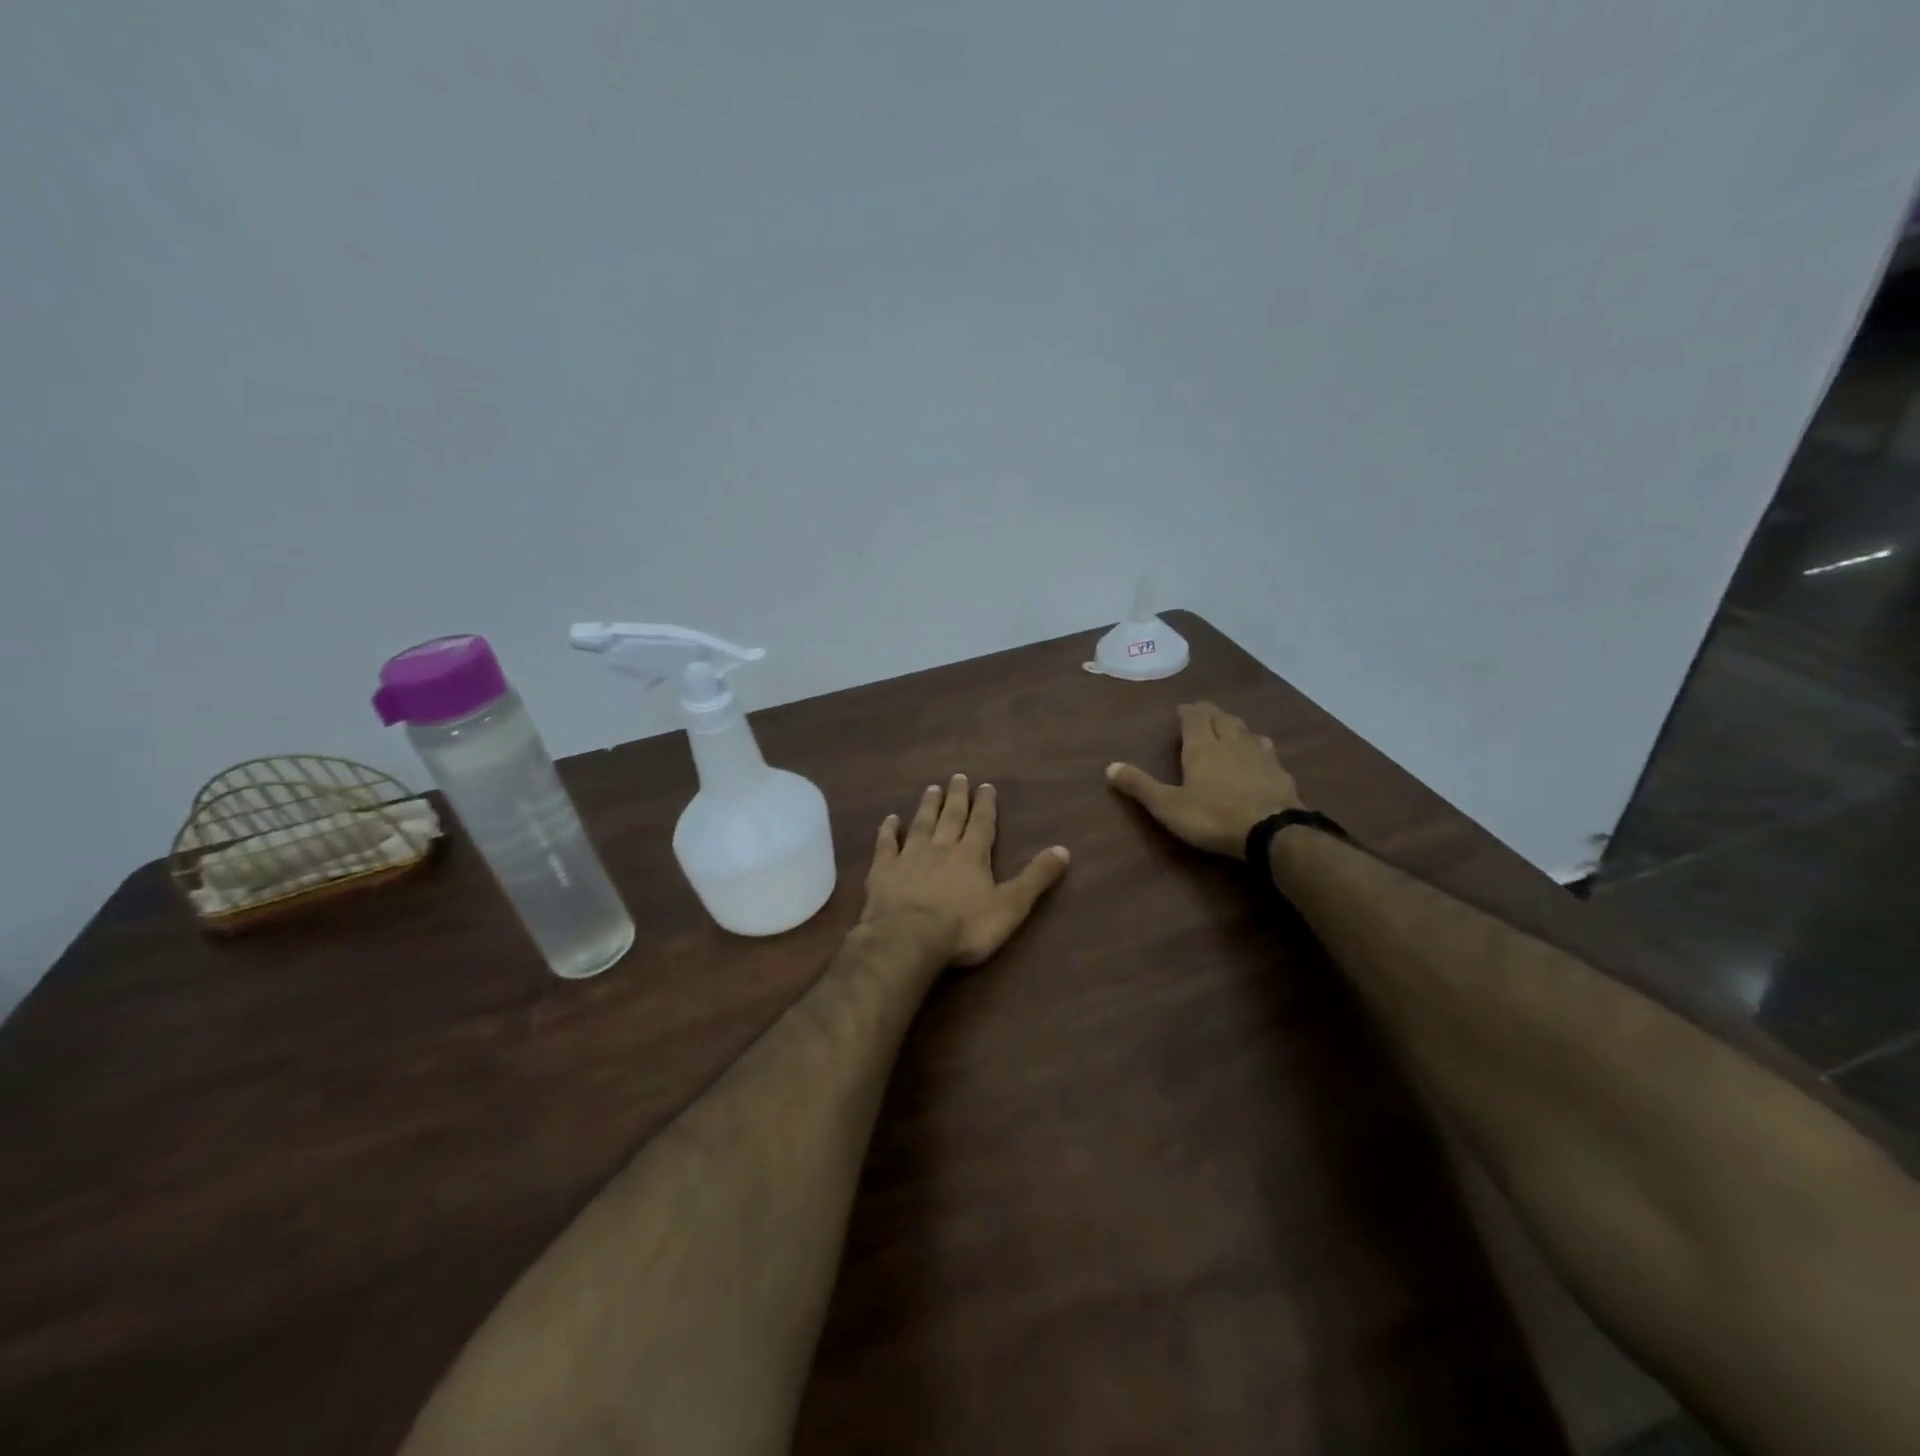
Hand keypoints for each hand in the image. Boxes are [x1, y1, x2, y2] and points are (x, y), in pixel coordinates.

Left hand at [861, 775, 1070, 966]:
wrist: (909, 939)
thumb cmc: (965, 927)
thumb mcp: (1011, 906)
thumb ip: (1035, 878)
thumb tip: (1064, 850)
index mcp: (972, 855)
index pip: (982, 823)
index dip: (985, 804)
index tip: (985, 785)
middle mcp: (941, 847)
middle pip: (951, 816)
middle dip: (957, 796)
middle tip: (957, 777)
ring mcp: (909, 857)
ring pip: (921, 824)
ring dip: (927, 806)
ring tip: (931, 788)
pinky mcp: (883, 871)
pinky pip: (886, 845)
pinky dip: (888, 830)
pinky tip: (889, 819)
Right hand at [1107, 702, 1303, 857]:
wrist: (1272, 831)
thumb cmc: (1213, 817)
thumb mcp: (1168, 806)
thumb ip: (1140, 786)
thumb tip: (1109, 767)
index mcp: (1202, 747)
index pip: (1194, 717)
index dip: (1187, 711)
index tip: (1182, 708)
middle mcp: (1231, 742)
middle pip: (1221, 718)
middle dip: (1210, 712)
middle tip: (1202, 712)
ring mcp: (1259, 754)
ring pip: (1245, 729)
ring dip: (1234, 724)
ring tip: (1228, 726)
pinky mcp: (1280, 770)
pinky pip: (1266, 747)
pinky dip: (1257, 743)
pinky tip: (1259, 751)